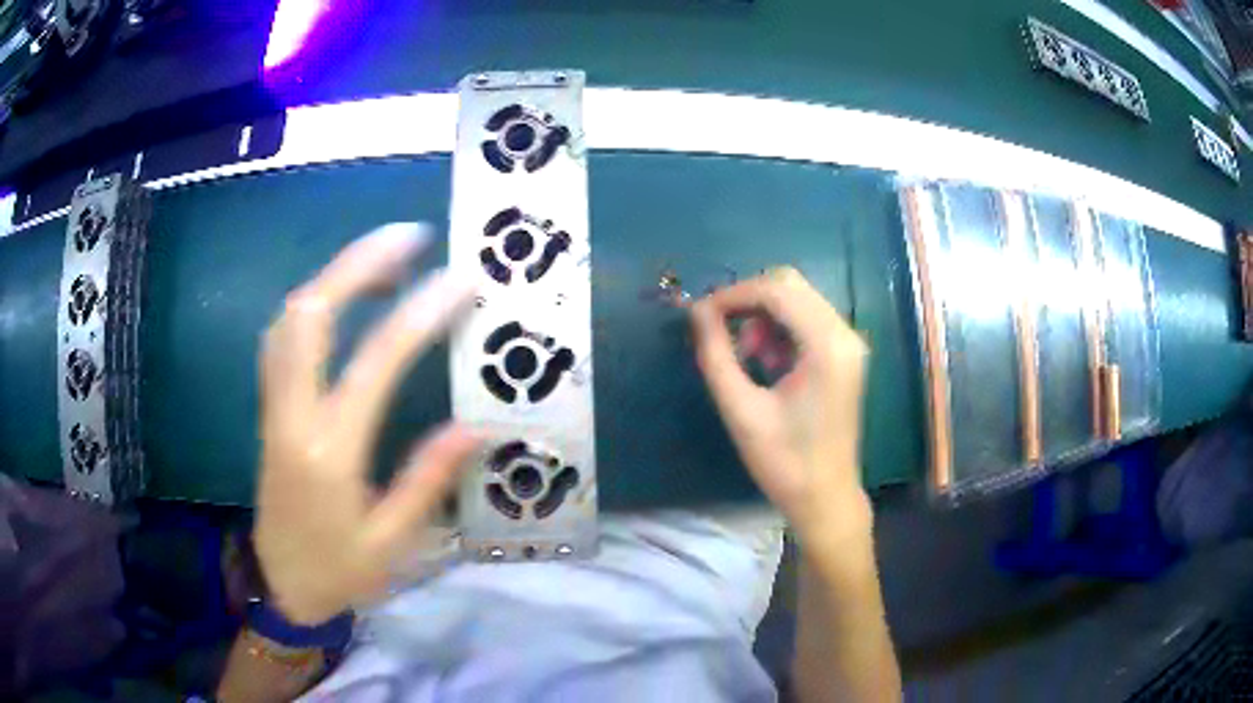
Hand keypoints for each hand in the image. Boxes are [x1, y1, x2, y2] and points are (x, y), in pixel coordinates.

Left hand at [255, 223, 481, 624]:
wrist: (279, 586)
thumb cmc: (338, 571)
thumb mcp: (391, 542)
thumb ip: (427, 481)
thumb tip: (474, 426)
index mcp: (329, 453)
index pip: (374, 364)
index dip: (419, 314)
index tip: (458, 281)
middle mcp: (293, 416)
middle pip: (310, 315)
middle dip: (357, 265)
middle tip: (409, 238)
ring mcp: (274, 408)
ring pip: (289, 320)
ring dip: (333, 278)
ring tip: (382, 262)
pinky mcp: (269, 410)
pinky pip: (281, 340)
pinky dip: (311, 306)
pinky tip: (339, 302)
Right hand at [691, 267, 870, 541]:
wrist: (825, 498)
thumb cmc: (784, 462)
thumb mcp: (741, 410)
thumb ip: (715, 355)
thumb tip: (696, 311)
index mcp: (826, 346)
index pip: (777, 291)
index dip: (733, 294)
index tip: (700, 315)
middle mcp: (844, 334)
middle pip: (790, 285)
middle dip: (748, 301)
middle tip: (722, 334)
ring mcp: (848, 343)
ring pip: (798, 299)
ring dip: (764, 317)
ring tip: (746, 358)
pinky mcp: (845, 355)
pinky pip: (807, 320)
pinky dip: (780, 330)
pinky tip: (767, 364)